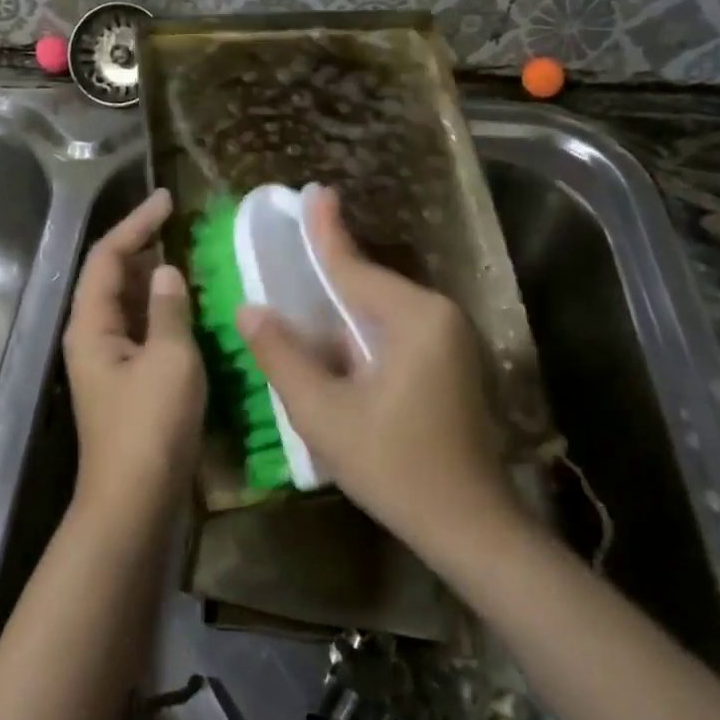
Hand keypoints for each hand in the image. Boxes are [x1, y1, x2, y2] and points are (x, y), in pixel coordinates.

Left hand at [62, 189, 205, 528]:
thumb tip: (165, 272)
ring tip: (186, 254)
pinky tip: (186, 305)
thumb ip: (168, 310)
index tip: (167, 200)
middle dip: (141, 246)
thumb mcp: (170, 360)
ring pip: (126, 303)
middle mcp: (91, 336)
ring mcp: (107, 360)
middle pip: (110, 276)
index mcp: (91, 324)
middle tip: (179, 224)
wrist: (134, 502)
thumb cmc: (151, 427)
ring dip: (151, 277)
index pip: (108, 256)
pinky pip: (139, 328)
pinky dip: (160, 308)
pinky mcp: (125, 380)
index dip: (136, 224)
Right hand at [237, 187, 513, 554]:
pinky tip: (335, 343)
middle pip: (370, 286)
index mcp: (415, 319)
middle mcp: (439, 317)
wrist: (470, 528)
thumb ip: (283, 357)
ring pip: (382, 310)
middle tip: (295, 242)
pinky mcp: (451, 364)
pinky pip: (396, 331)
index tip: (313, 192)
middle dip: (330, 270)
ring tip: (304, 293)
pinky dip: (362, 331)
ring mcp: (451, 341)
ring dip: (343, 307)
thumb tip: (248, 310)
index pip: (356, 268)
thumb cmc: (395, 467)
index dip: (326, 232)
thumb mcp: (324, 414)